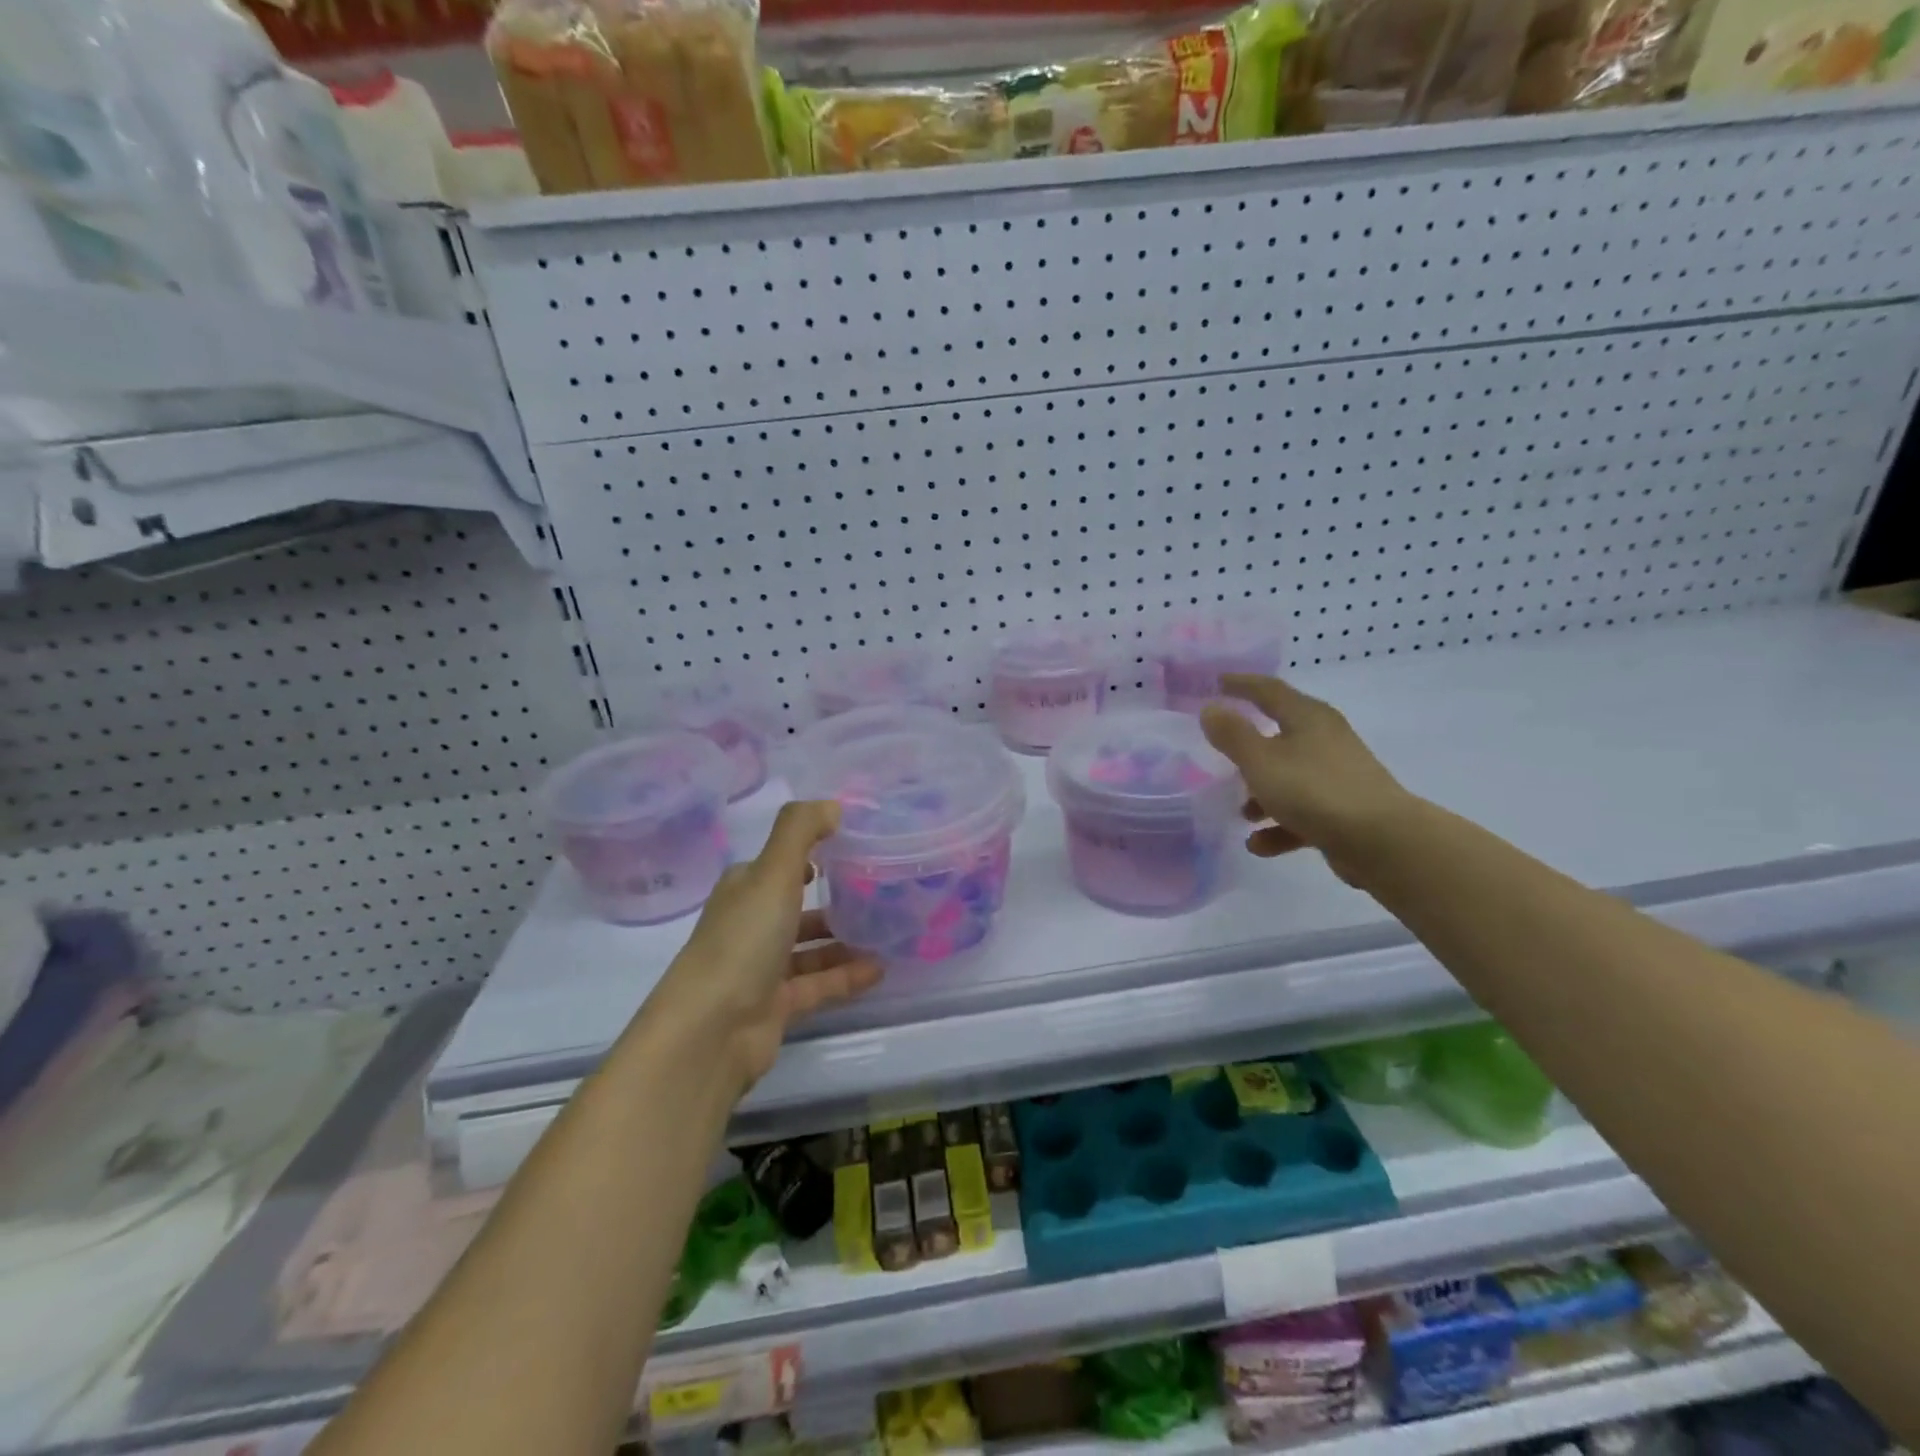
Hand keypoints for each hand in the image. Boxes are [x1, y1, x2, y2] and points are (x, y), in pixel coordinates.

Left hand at [655, 801, 882, 1092]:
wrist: (711, 1032)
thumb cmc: (742, 941)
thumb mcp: (772, 873)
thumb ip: (801, 831)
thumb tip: (833, 804)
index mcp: (744, 890)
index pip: (779, 864)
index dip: (810, 853)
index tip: (853, 847)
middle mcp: (750, 925)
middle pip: (796, 906)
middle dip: (833, 897)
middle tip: (880, 890)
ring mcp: (762, 968)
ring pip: (810, 947)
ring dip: (844, 939)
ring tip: (888, 930)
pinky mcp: (777, 1006)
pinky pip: (819, 984)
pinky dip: (846, 976)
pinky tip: (880, 970)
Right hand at [1199, 675, 1416, 885]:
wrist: (1381, 840)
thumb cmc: (1314, 789)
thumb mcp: (1260, 760)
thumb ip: (1232, 735)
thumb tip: (1210, 709)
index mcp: (1307, 717)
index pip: (1268, 690)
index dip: (1241, 685)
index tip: (1216, 683)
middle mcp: (1325, 740)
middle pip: (1279, 735)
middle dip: (1249, 747)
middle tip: (1220, 750)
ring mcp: (1336, 776)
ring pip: (1289, 778)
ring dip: (1261, 794)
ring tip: (1241, 813)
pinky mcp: (1343, 811)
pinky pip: (1301, 813)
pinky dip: (1279, 826)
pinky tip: (1258, 844)